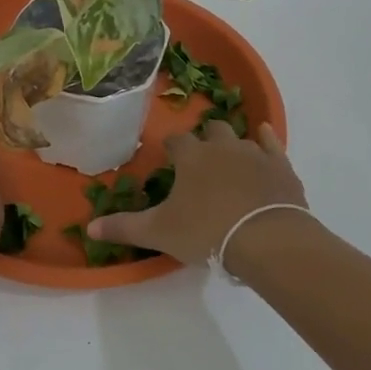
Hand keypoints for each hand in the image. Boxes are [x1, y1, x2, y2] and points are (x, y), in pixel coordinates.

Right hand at [87, 121, 310, 268]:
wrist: (266, 239)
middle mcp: (221, 146)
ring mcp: (253, 153)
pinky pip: (271, 143)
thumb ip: (125, 227)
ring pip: (240, 138)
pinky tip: (264, 135)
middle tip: (202, 160)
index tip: (169, 157)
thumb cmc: (207, 232)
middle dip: (205, 140)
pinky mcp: (280, 166)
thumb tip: (89, 228)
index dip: (171, 147)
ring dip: (233, 145)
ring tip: (230, 161)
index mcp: (191, 157)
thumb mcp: (160, 233)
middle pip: (211, 130)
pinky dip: (266, 139)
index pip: (175, 141)